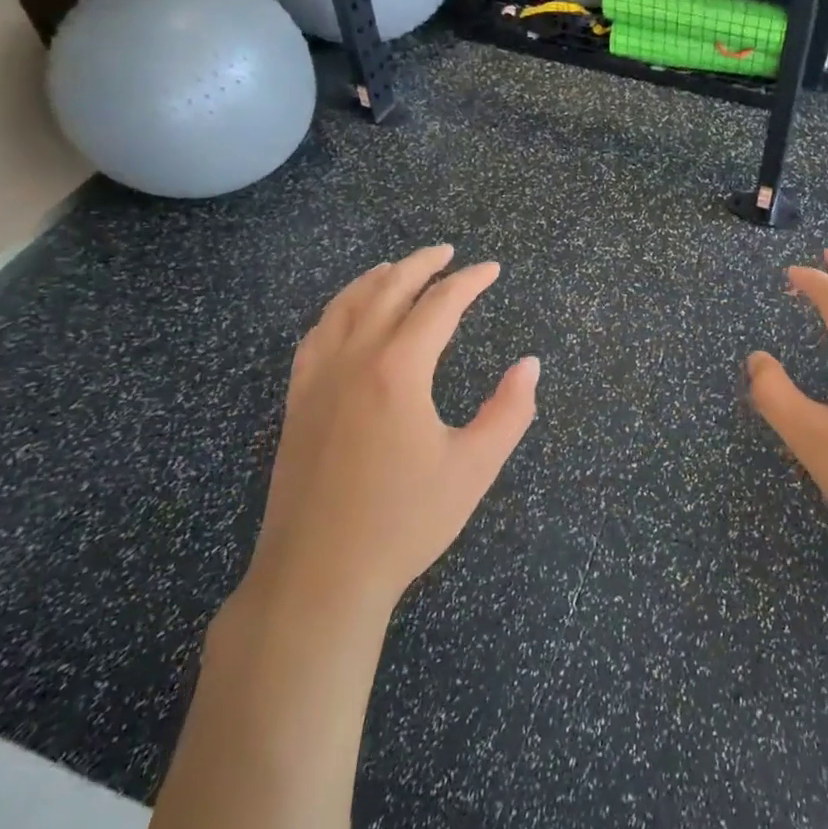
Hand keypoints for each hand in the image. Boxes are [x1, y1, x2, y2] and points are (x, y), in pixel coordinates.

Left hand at [239, 245, 539, 620]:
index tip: (491, 270)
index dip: (469, 282)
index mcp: (399, 370)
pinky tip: (347, 314)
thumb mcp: (474, 468)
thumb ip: (510, 411)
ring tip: (399, 268)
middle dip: (422, 264)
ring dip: (376, 278)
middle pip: (388, 289)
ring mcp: (318, 378)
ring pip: (345, 305)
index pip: (439, 305)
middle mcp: (354, 359)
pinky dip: (338, 309)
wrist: (319, 576)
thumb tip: (530, 364)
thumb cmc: (405, 522)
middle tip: (447, 252)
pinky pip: (316, 335)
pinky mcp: (297, 400)